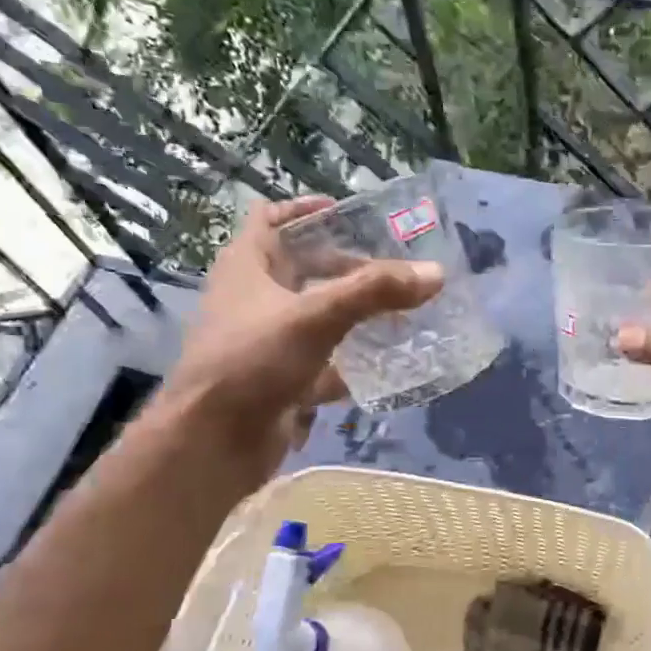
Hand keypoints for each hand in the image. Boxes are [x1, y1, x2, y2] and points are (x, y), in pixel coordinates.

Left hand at [158, 196, 442, 483]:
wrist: (215, 441)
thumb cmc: (253, 362)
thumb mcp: (317, 317)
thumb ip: (375, 292)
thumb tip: (435, 273)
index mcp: (247, 267)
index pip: (271, 219)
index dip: (306, 210)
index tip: (348, 213)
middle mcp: (254, 299)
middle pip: (303, 269)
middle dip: (347, 267)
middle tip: (393, 269)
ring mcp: (267, 342)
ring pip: (317, 317)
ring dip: (354, 314)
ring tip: (400, 311)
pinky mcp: (282, 380)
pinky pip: (324, 361)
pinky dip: (352, 361)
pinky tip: (387, 362)